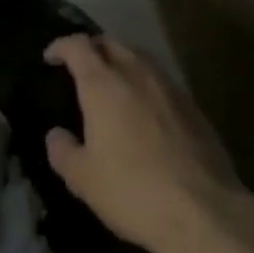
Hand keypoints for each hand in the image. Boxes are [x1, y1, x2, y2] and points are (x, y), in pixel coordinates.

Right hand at [42, 34, 251, 252]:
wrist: (203, 210)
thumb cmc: (133, 191)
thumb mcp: (84, 179)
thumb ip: (63, 151)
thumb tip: (56, 135)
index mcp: (103, 84)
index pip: (78, 46)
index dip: (61, 46)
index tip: (50, 57)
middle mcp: (136, 73)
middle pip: (110, 42)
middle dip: (91, 48)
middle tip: (80, 68)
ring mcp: (168, 85)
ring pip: (138, 56)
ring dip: (120, 61)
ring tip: (112, 84)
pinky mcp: (192, 104)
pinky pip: (160, 79)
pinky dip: (144, 83)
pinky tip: (144, 109)